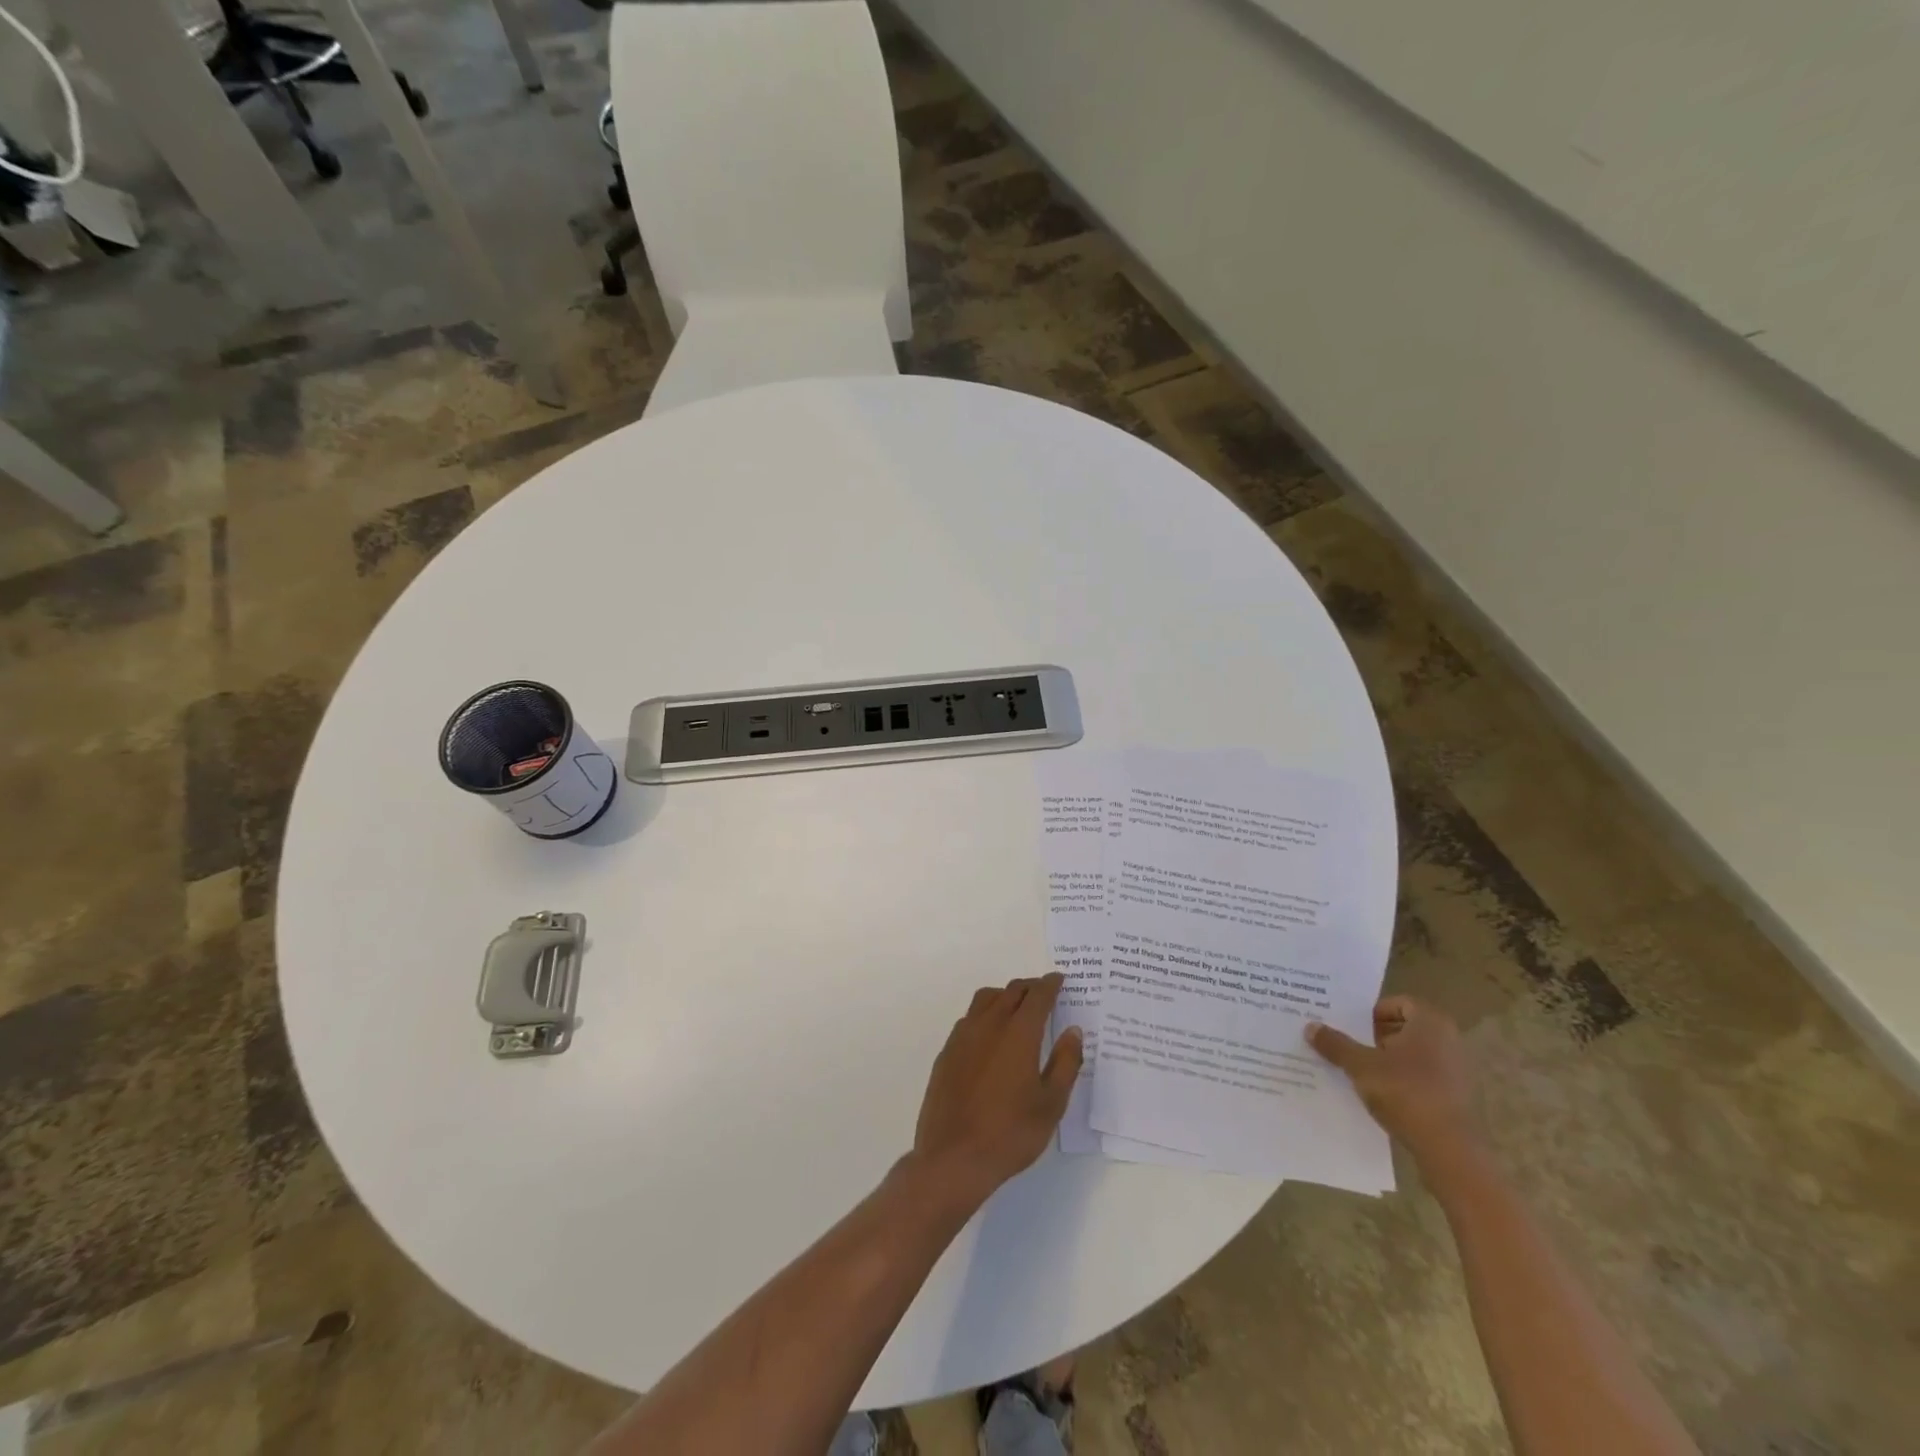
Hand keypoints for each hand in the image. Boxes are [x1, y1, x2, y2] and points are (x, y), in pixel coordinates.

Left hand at [911, 974, 1082, 1203]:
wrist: (953, 1157)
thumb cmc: (1010, 1133)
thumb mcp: (1051, 1103)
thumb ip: (1066, 1063)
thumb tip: (1073, 1031)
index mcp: (1018, 1032)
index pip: (1038, 996)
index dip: (1050, 984)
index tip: (1060, 979)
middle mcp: (989, 1024)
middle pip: (1011, 991)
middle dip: (1030, 987)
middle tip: (1043, 993)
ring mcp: (963, 1036)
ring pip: (986, 1000)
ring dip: (1005, 996)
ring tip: (1017, 1008)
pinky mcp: (947, 1052)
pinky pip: (969, 1019)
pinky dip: (984, 1015)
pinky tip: (990, 1036)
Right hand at [1306, 997, 1477, 1165]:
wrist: (1451, 1151)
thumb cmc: (1406, 1093)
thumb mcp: (1361, 1066)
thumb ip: (1336, 1044)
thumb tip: (1310, 1026)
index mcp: (1431, 1023)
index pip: (1399, 1003)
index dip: (1372, 1012)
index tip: (1351, 1026)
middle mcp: (1450, 1040)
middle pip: (1406, 1028)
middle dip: (1376, 1036)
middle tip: (1349, 1046)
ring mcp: (1458, 1071)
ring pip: (1414, 1055)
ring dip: (1388, 1060)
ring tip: (1360, 1072)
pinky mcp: (1459, 1098)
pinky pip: (1424, 1078)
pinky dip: (1403, 1081)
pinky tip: (1382, 1095)